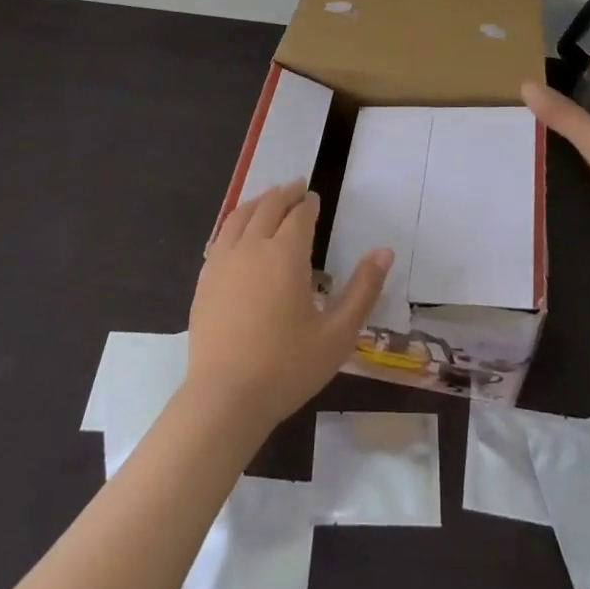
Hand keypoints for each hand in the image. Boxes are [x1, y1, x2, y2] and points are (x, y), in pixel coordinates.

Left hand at [187, 182, 391, 433]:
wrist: (224, 400)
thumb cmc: (286, 368)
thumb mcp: (338, 334)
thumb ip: (363, 290)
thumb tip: (385, 252)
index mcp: (286, 254)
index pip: (300, 214)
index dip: (309, 204)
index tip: (315, 199)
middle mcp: (253, 246)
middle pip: (269, 206)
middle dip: (286, 193)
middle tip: (297, 188)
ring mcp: (224, 261)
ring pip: (241, 215)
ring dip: (259, 201)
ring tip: (269, 199)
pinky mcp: (205, 280)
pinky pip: (221, 236)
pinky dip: (235, 222)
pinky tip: (239, 232)